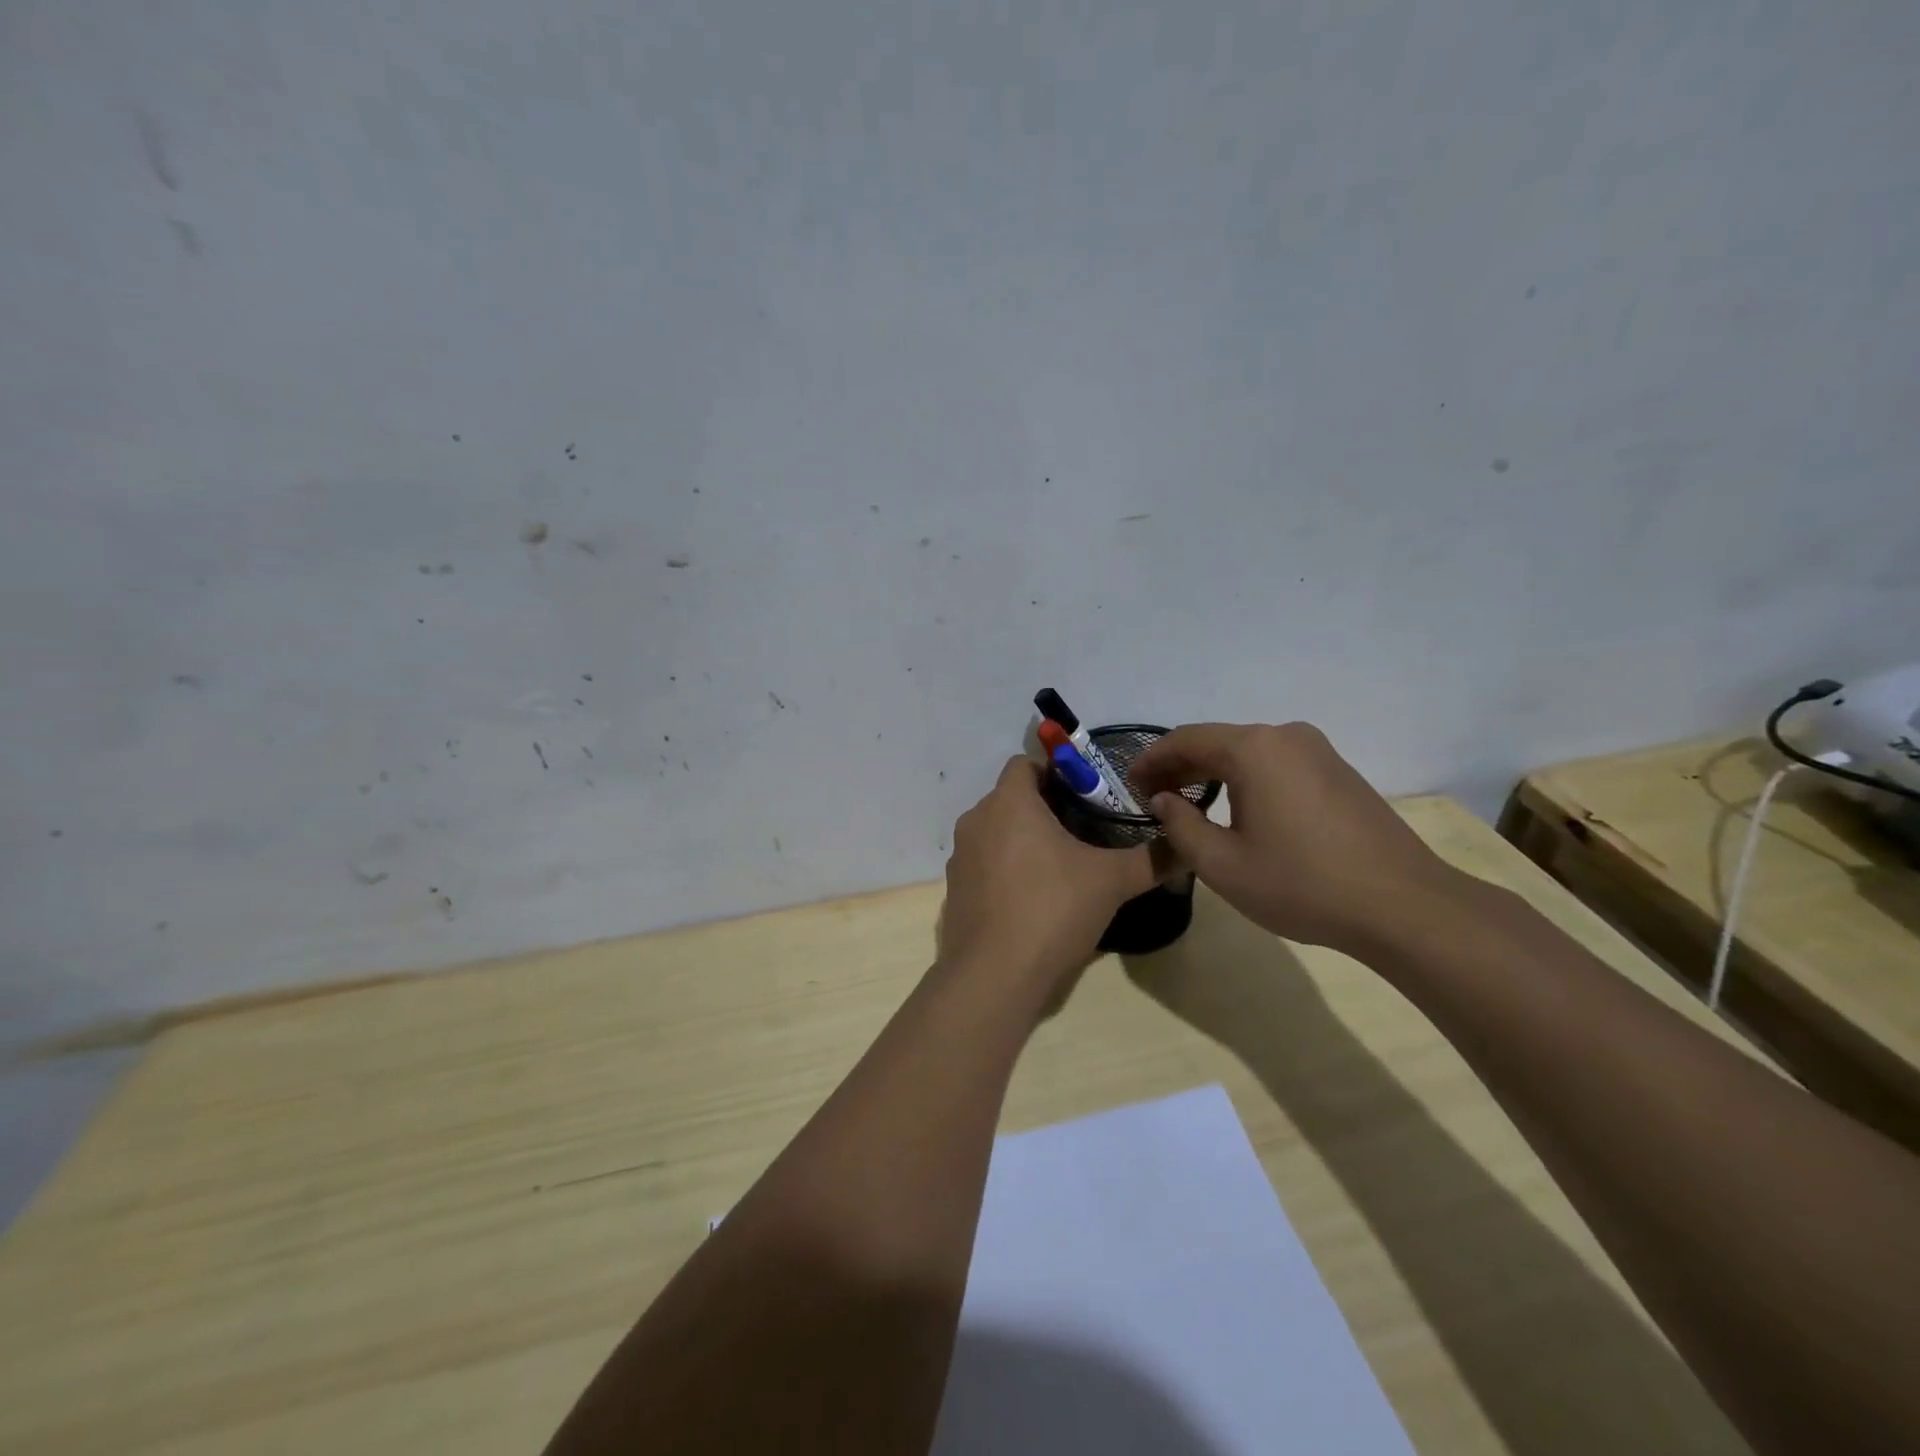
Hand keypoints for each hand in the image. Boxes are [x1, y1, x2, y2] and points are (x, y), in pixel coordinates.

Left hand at [940, 757, 1157, 995]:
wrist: (994, 975)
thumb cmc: (1052, 910)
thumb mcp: (1111, 881)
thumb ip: (1153, 858)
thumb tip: (1188, 845)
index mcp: (1009, 802)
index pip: (1026, 763)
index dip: (1058, 772)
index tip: (1088, 796)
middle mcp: (977, 819)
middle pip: (1013, 797)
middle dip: (1047, 807)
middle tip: (1086, 831)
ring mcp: (961, 856)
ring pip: (998, 830)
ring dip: (1026, 838)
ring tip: (1064, 866)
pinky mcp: (956, 888)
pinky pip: (986, 862)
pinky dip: (1008, 867)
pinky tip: (1035, 897)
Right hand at [1130, 722, 1461, 953]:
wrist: (1402, 906)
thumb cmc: (1301, 884)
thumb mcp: (1222, 864)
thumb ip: (1179, 825)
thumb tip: (1163, 799)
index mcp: (1252, 749)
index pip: (1184, 739)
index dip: (1150, 760)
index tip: (1129, 786)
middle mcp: (1284, 736)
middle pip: (1216, 741)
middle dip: (1179, 766)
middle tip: (1152, 797)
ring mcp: (1317, 751)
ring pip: (1247, 751)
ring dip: (1212, 771)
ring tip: (1188, 803)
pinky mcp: (1338, 771)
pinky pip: (1275, 763)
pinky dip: (1245, 777)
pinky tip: (1238, 807)